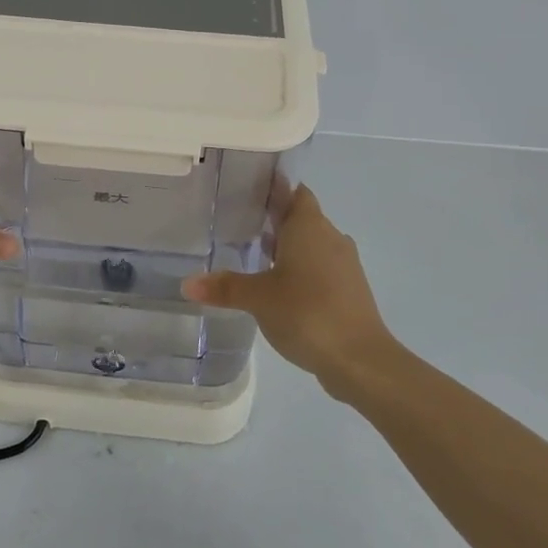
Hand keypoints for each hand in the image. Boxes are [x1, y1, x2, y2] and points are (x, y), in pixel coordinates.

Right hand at [182, 185, 396, 391]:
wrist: (360, 359)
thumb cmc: (307, 312)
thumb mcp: (258, 298)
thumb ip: (224, 287)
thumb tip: (187, 283)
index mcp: (309, 225)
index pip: (293, 191)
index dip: (273, 188)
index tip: (247, 190)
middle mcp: (330, 236)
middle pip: (301, 217)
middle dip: (274, 220)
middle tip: (240, 224)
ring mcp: (344, 264)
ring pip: (312, 244)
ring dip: (288, 248)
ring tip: (254, 256)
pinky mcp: (349, 290)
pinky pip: (320, 268)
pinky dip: (301, 271)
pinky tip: (279, 288)